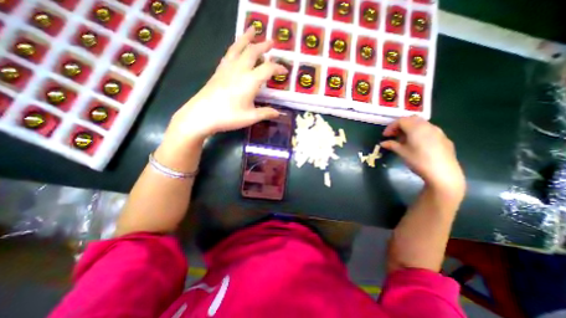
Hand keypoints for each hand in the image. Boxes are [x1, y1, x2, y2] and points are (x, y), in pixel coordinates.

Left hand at [164, 26, 287, 142]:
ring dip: (247, 38)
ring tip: (253, 30)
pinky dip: (235, 47)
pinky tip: (236, 48)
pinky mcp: (219, 70)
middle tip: (272, 42)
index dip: (278, 68)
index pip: (268, 68)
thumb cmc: (229, 116)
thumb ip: (266, 113)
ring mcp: (227, 68)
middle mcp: (240, 69)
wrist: (202, 114)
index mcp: (250, 80)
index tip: (285, 71)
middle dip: (264, 46)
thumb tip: (278, 113)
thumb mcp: (251, 117)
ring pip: (239, 47)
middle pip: (253, 52)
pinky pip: (229, 54)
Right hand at [380, 116, 464, 200]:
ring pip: (421, 124)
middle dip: (400, 125)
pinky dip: (419, 133)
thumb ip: (392, 145)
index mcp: (416, 128)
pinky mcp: (444, 139)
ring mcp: (438, 132)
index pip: (401, 121)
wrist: (443, 173)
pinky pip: (429, 131)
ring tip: (403, 140)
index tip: (385, 135)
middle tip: (393, 135)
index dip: (391, 127)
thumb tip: (383, 143)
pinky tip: (417, 144)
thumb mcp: (402, 152)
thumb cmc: (418, 161)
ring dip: (410, 129)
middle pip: (412, 119)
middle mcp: (428, 126)